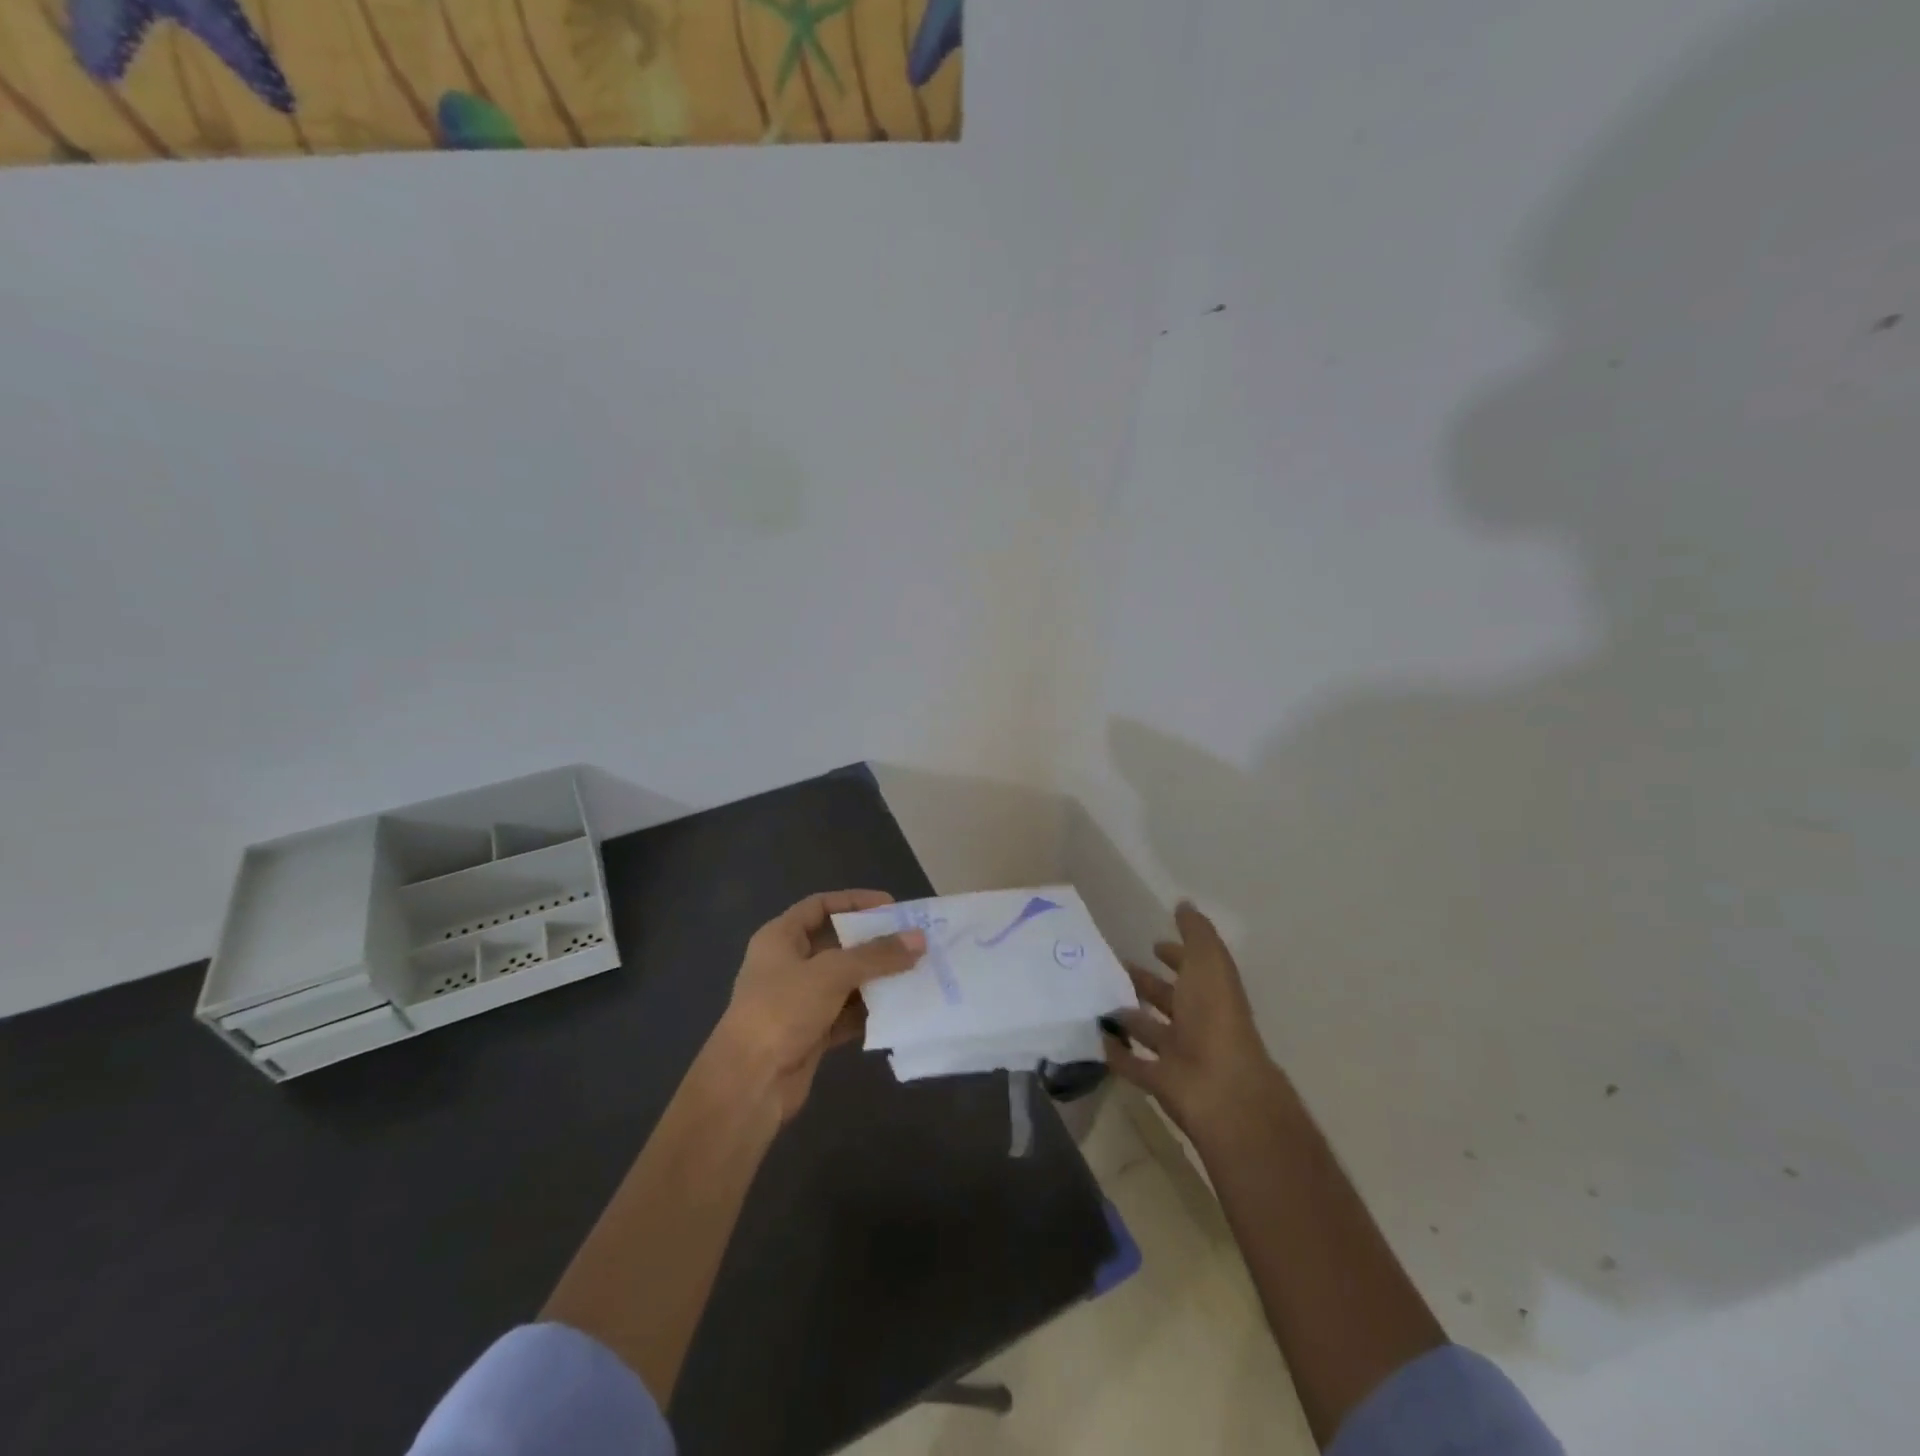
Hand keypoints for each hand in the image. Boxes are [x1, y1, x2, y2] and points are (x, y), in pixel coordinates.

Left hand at [713, 890, 924, 1122]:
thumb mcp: (832, 973)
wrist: (749, 1083)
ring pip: (845, 981)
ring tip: (915, 973)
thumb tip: (919, 939)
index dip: (854, 901)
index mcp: (780, 938)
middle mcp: (788, 965)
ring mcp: (799, 1001)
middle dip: (873, 943)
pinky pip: (847, 1014)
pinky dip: (870, 1012)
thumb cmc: (782, 1010)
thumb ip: (877, 955)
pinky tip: (899, 1009)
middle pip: (837, 944)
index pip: (820, 906)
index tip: (891, 906)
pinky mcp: (811, 1033)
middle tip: (912, 941)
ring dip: (876, 979)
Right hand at [1103, 902, 1290, 1145]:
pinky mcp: (1161, 1081)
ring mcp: (1180, 1054)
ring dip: (1129, 1016)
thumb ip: (1196, 933)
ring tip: (1096, 1000)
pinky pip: (1133, 1064)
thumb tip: (1184, 904)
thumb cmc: (1215, 1018)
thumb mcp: (1208, 963)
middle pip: (1170, 999)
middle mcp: (1198, 1021)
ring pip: (1150, 1031)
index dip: (1176, 955)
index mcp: (1212, 993)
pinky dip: (1116, 1053)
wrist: (1221, 1089)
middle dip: (1147, 983)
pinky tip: (1095, 1038)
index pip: (1193, 968)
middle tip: (1114, 967)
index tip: (1153, 944)